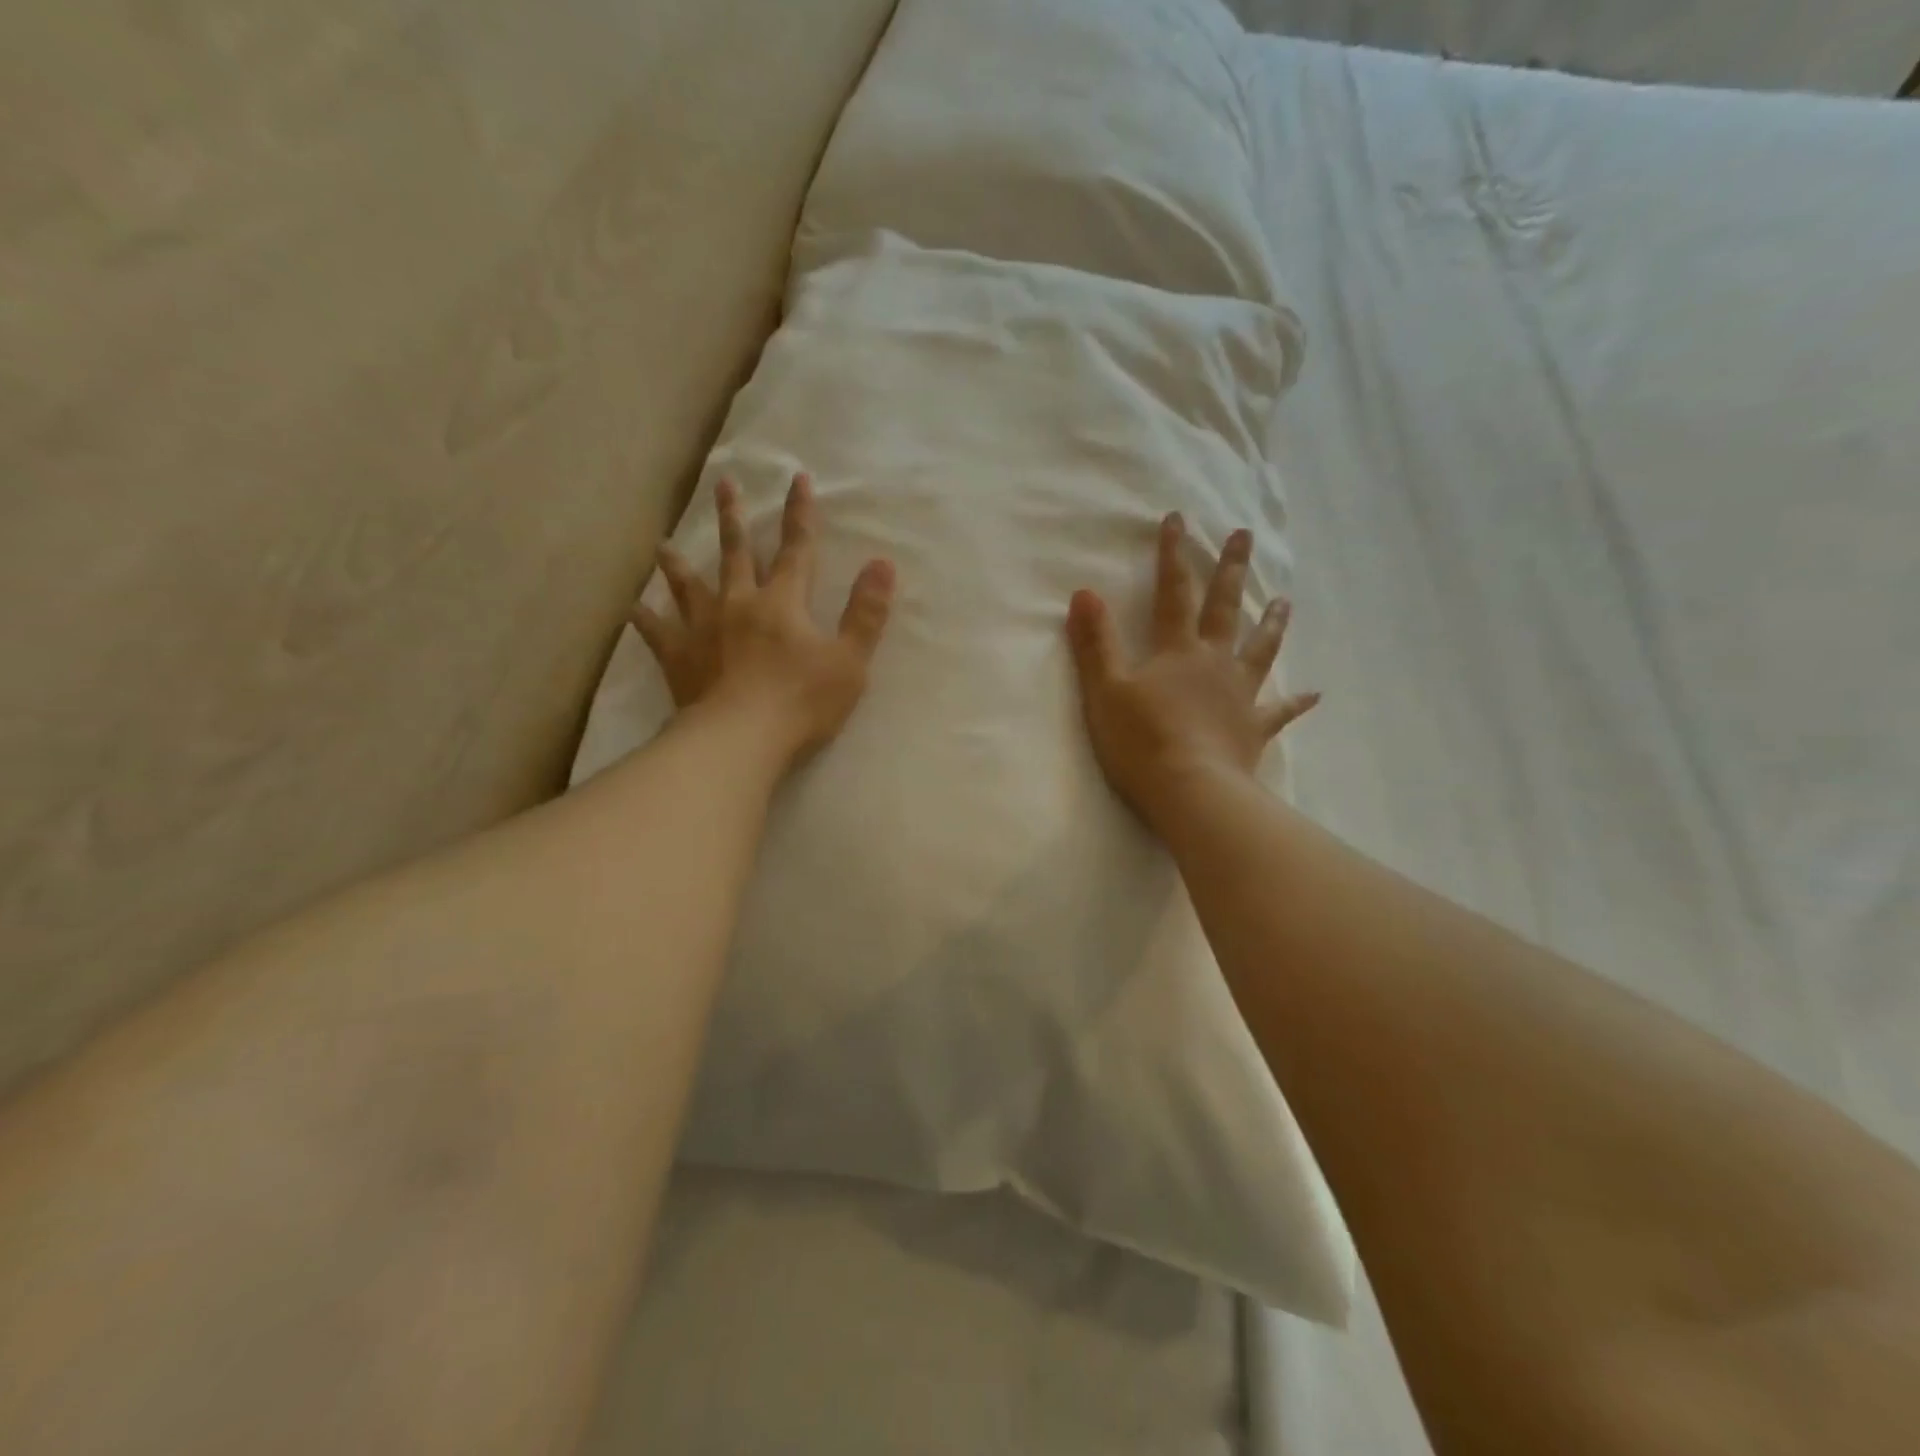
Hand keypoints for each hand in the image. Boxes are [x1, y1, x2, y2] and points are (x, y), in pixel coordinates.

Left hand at [632, 473, 894, 766]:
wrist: (741, 739)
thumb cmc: (802, 702)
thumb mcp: (849, 660)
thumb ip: (866, 612)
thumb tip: (883, 563)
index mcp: (782, 602)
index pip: (796, 548)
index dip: (800, 514)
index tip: (797, 479)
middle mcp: (738, 604)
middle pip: (735, 553)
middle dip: (733, 518)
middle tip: (723, 485)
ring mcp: (703, 630)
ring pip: (688, 586)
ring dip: (678, 564)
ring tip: (664, 544)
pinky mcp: (679, 659)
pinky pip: (657, 633)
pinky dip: (646, 620)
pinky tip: (633, 609)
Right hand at [1065, 511, 1317, 829]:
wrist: (1189, 790)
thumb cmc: (1140, 740)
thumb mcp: (1105, 689)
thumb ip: (1096, 642)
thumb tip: (1084, 592)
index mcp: (1177, 651)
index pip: (1173, 592)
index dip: (1172, 555)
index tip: (1177, 519)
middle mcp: (1214, 663)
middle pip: (1224, 609)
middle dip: (1231, 570)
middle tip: (1244, 536)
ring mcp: (1239, 695)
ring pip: (1260, 650)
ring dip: (1271, 624)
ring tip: (1284, 601)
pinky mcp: (1253, 729)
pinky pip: (1280, 711)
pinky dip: (1297, 702)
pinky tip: (1315, 693)